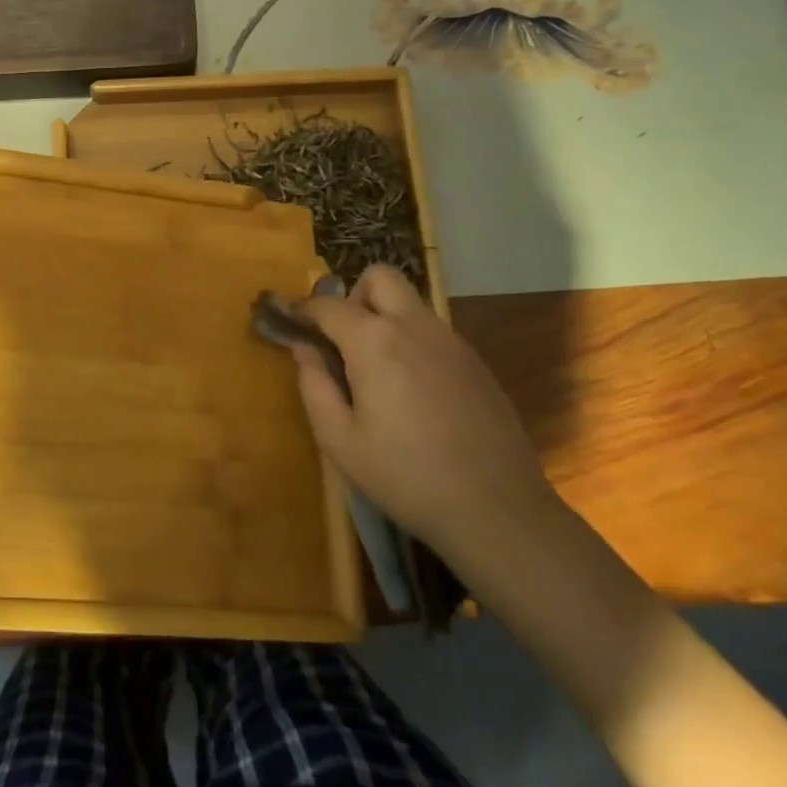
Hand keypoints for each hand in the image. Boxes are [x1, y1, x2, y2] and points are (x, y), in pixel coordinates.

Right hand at [295, 265, 559, 571]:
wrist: (496, 509)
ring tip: (376, 370)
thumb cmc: (405, 476)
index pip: (329, 305)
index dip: (303, 310)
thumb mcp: (340, 440)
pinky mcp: (476, 362)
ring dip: (385, 317)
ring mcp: (451, 341)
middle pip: (380, 277)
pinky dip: (412, 341)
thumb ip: (314, 386)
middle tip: (343, 339)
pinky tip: (413, 392)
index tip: (289, 323)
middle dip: (353, 295)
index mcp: (374, 341)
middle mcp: (414, 327)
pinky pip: (433, 331)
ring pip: (410, 302)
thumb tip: (303, 350)